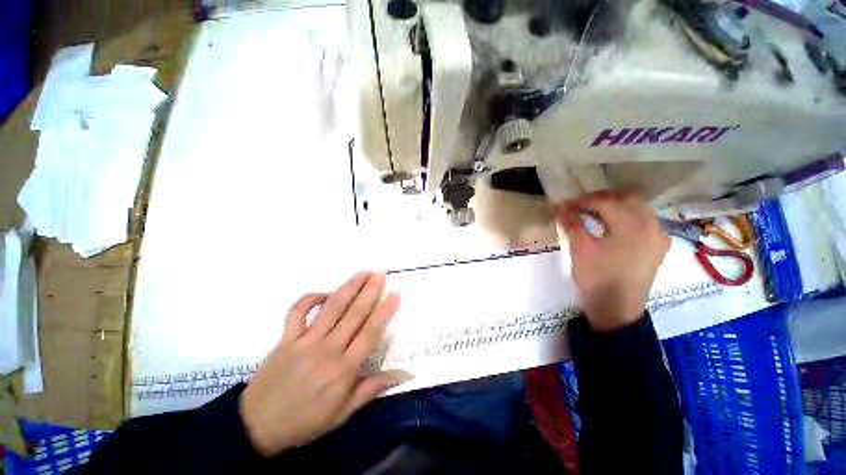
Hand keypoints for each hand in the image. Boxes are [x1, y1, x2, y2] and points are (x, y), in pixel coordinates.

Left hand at [239, 271, 408, 456]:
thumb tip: (404, 374)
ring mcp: (305, 340)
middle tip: (381, 272)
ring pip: (332, 307)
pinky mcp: (286, 337)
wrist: (257, 426)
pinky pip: (298, 310)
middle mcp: (327, 349)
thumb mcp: (343, 413)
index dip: (385, 310)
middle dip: (370, 289)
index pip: (371, 333)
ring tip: (363, 272)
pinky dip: (312, 297)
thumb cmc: (306, 421)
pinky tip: (326, 292)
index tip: (395, 292)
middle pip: (354, 313)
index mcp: (343, 369)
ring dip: (349, 286)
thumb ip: (372, 388)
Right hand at [555, 190, 669, 331]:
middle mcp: (652, 226)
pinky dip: (626, 217)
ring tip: (592, 213)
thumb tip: (559, 206)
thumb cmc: (597, 278)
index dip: (582, 201)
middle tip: (579, 205)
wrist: (616, 310)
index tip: (564, 205)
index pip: (606, 202)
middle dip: (600, 199)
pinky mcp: (657, 248)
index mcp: (633, 225)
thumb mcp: (580, 249)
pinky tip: (612, 226)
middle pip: (627, 199)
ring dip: (614, 206)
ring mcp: (658, 237)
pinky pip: (643, 222)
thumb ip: (571, 224)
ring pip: (637, 209)